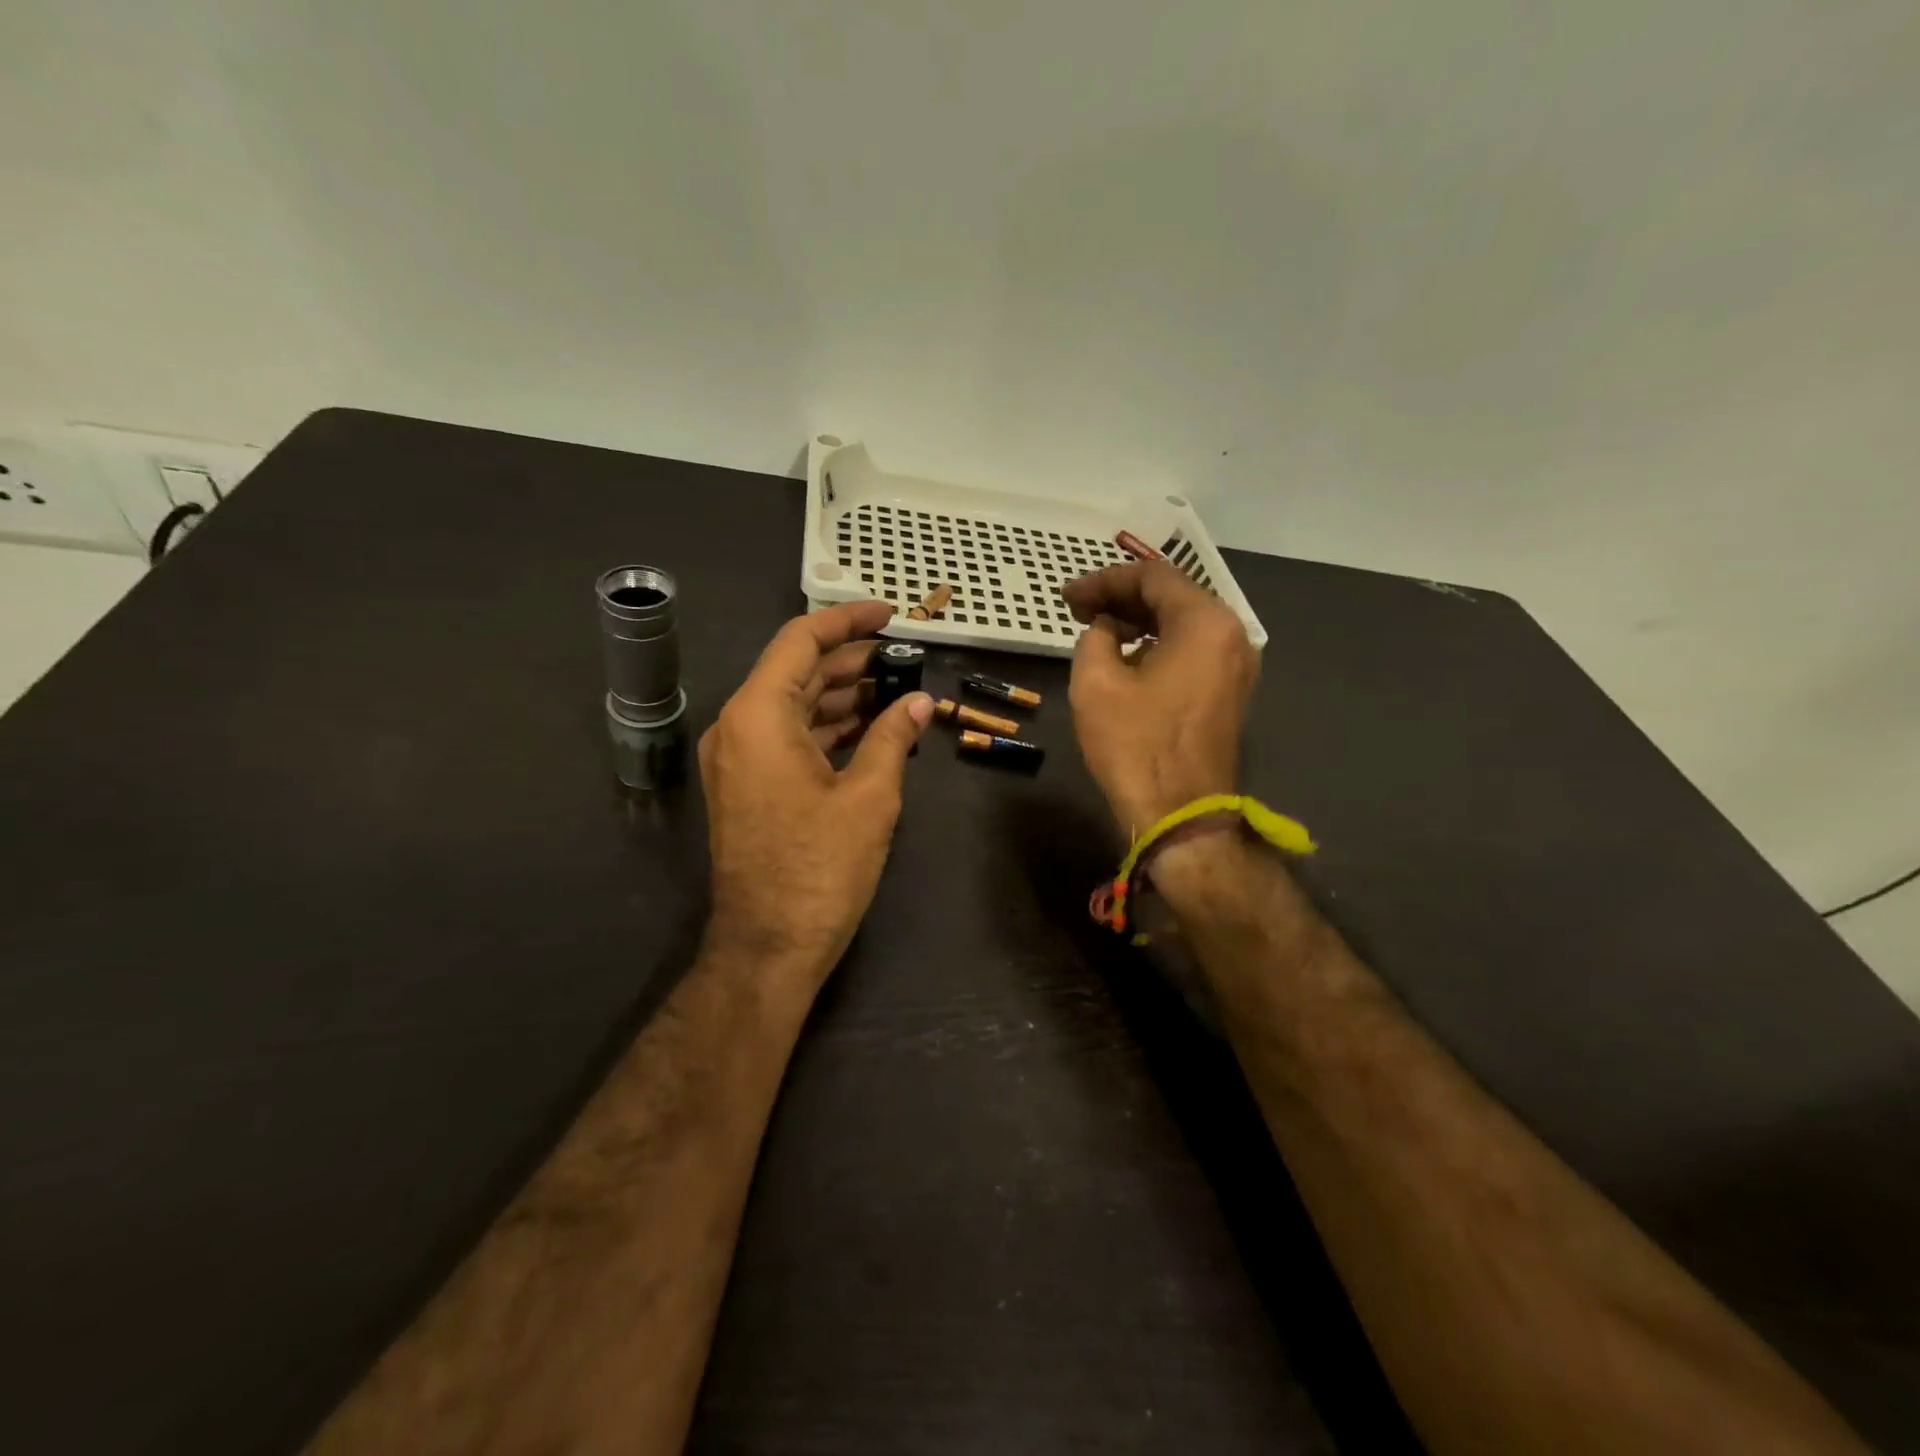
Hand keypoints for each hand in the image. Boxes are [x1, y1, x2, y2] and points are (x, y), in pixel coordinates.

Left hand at [698, 601, 933, 992]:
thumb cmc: (820, 868)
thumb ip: (892, 738)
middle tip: (906, 657)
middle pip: (798, 672)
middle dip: (853, 660)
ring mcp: (740, 759)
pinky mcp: (749, 786)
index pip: (801, 641)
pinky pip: (790, 738)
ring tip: (898, 689)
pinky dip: (829, 728)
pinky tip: (872, 728)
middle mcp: (739, 727)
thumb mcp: (869, 798)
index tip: (891, 613)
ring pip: (795, 706)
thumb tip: (919, 702)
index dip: (848, 621)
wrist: (769, 946)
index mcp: (759, 716)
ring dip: (844, 695)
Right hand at [1064, 561, 1258, 835]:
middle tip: (1077, 609)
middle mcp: (1232, 635)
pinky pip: (1193, 651)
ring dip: (1139, 621)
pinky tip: (1127, 656)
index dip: (1104, 580)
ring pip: (1183, 625)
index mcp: (1205, 623)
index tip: (1067, 597)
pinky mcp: (1230, 693)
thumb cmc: (1136, 746)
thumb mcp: (1096, 682)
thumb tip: (1106, 629)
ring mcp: (1236, 666)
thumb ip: (1095, 637)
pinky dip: (1158, 644)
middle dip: (1122, 598)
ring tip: (1096, 628)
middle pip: (1173, 597)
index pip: (1153, 576)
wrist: (1181, 816)